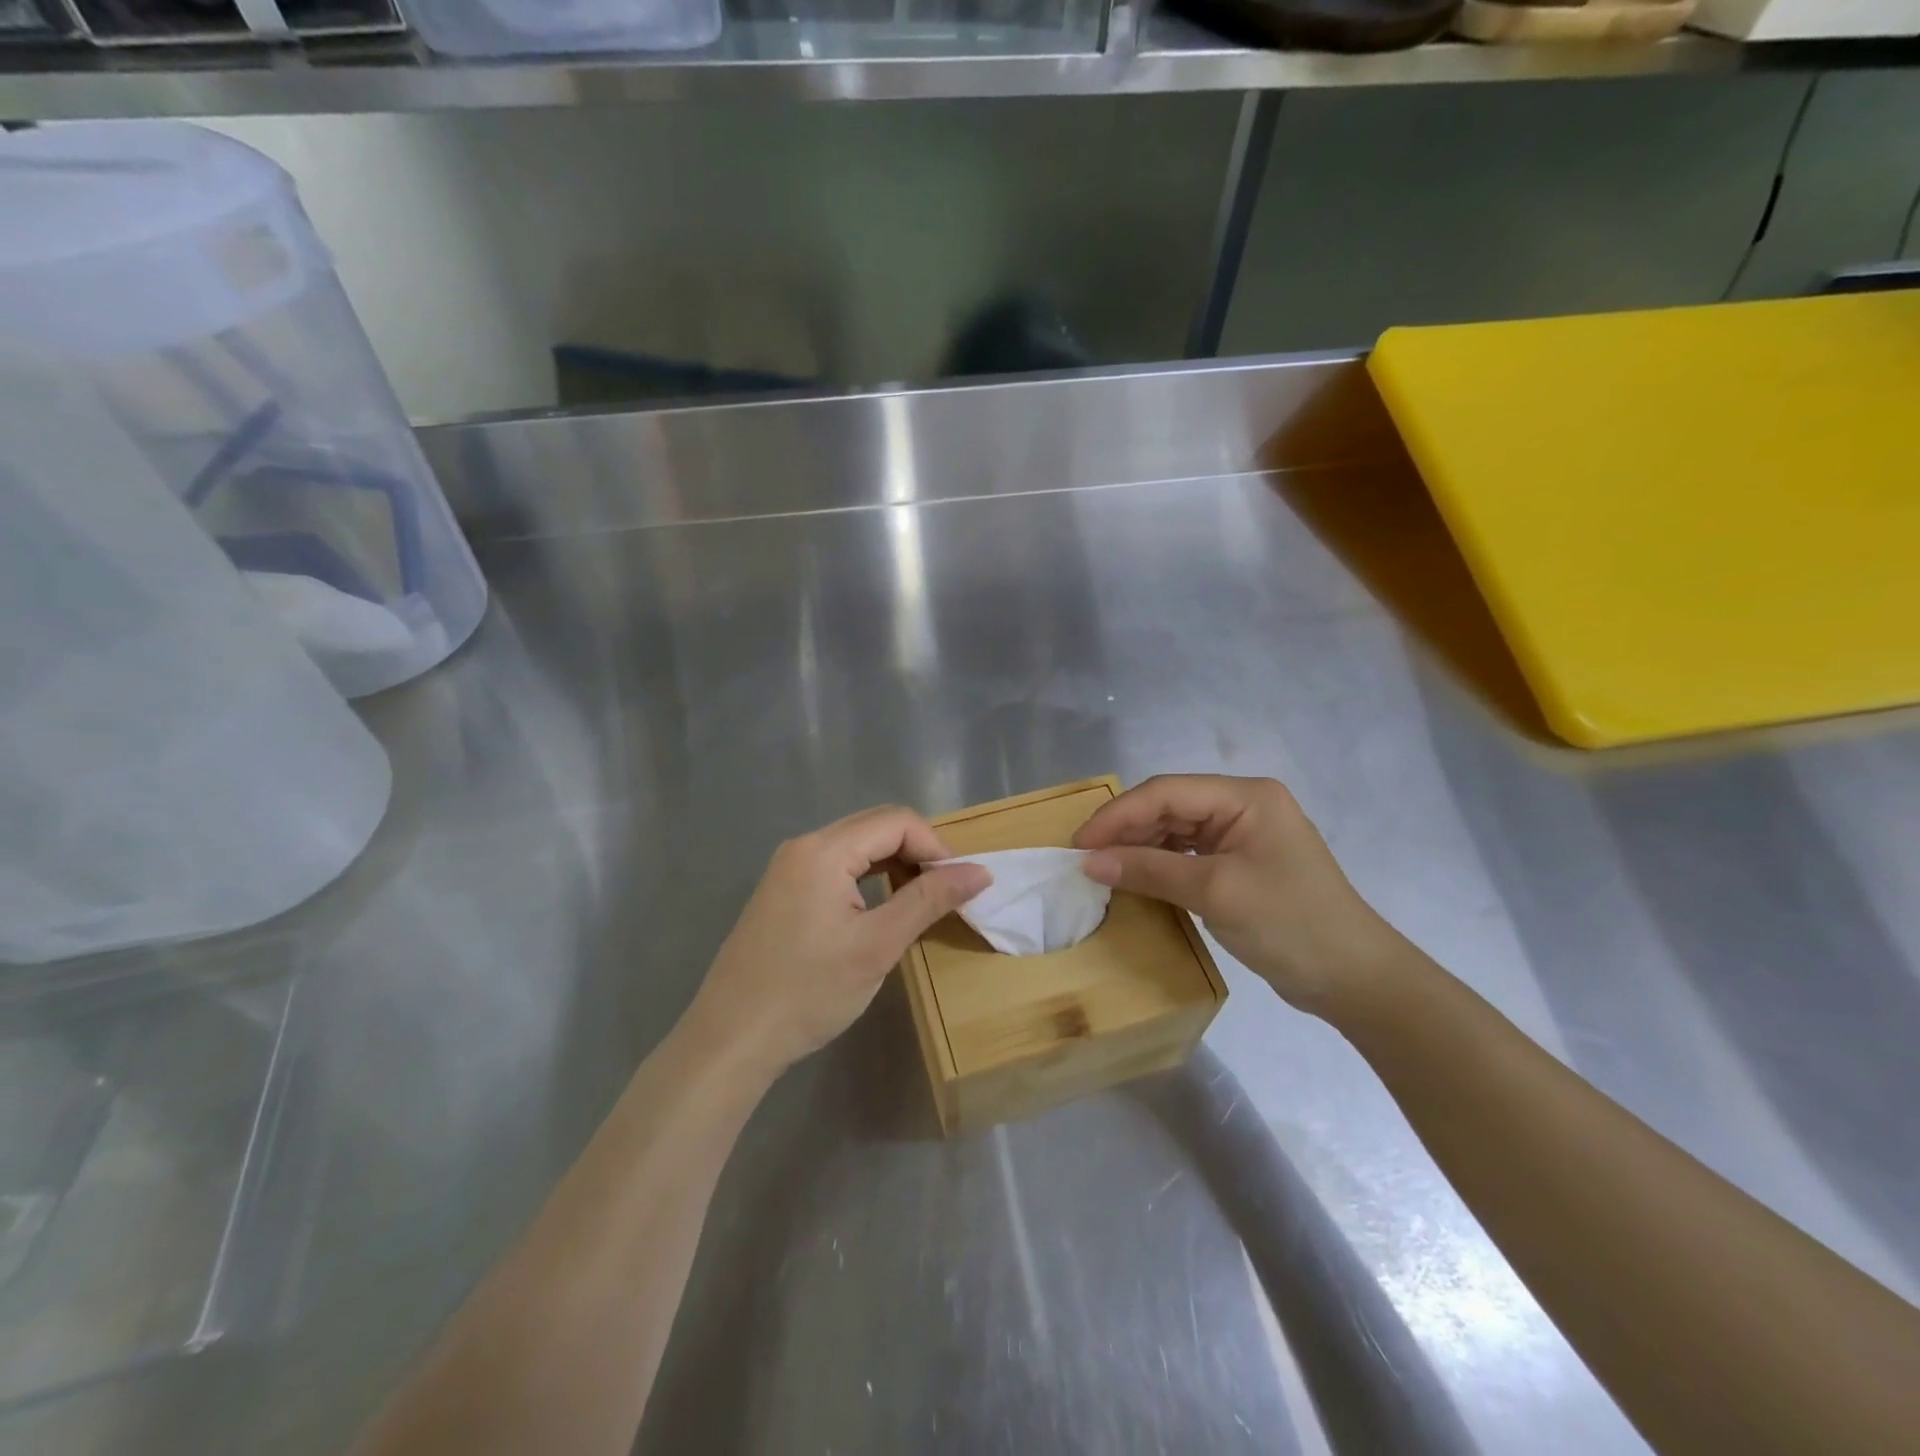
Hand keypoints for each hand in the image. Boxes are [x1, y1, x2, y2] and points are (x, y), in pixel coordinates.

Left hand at [683, 806, 989, 1081]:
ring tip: (920, 901)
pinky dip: (870, 877)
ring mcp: (789, 867)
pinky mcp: (784, 890)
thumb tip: (980, 871)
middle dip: (918, 851)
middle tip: (945, 893)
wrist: (731, 1039)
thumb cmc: (808, 992)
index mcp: (823, 849)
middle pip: (876, 826)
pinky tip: (882, 908)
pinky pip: (838, 865)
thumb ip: (929, 900)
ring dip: (895, 863)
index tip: (960, 886)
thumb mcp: (878, 946)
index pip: (897, 821)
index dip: (936, 846)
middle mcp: (803, 845)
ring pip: (858, 845)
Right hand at [1073, 774, 1403, 1014]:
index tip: (1079, 844)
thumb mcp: (1215, 892)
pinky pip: (1187, 854)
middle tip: (1084, 859)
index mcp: (1246, 797)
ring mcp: (1242, 836)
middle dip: (1125, 831)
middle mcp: (1243, 806)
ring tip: (1102, 870)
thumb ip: (1150, 870)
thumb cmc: (1290, 924)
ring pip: (1174, 830)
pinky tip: (1135, 878)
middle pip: (1169, 807)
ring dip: (1138, 848)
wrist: (1354, 979)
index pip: (1166, 792)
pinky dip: (1159, 865)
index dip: (1118, 815)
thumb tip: (1089, 862)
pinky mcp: (1240, 865)